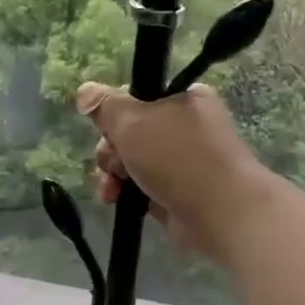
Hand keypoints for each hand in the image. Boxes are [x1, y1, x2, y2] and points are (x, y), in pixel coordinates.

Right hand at [76, 81, 268, 257]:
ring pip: (132, 162)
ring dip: (113, 173)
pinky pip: (141, 187)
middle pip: (130, 132)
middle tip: (113, 161)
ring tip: (111, 188)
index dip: (114, 114)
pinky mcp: (177, 194)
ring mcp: (182, 163)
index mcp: (184, 99)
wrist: (220, 213)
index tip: (106, 129)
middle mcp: (186, 127)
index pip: (137, 97)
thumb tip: (85, 92)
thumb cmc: (177, 157)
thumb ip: (105, 106)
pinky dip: (126, 192)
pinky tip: (115, 200)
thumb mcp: (133, 121)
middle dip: (111, 149)